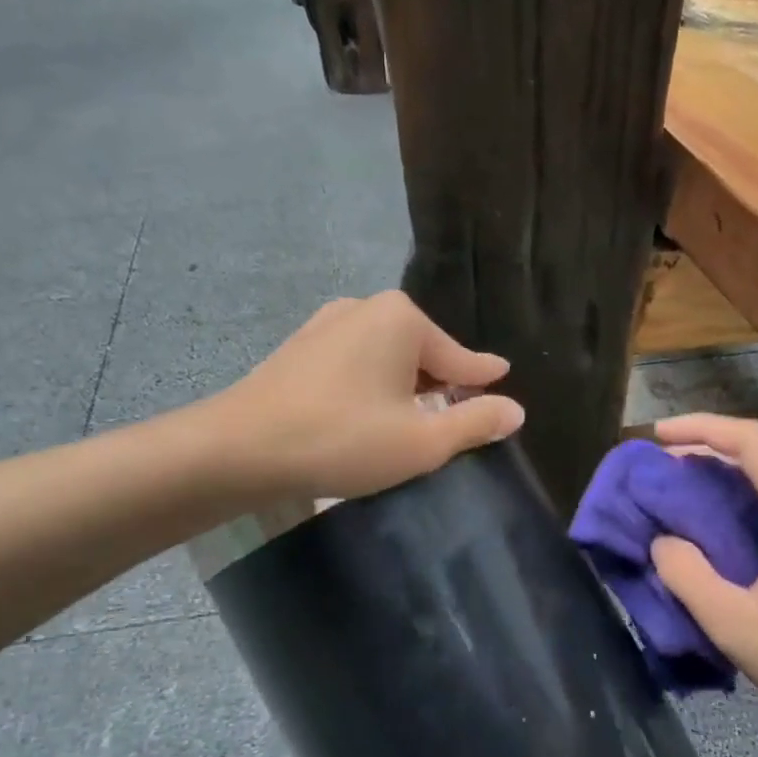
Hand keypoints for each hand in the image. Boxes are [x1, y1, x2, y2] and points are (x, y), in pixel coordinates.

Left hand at [218, 291, 524, 501]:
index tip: (503, 377)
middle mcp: (366, 308)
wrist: (241, 448)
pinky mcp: (301, 347)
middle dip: (440, 384)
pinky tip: (368, 413)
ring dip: (404, 387)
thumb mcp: (421, 441)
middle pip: (422, 352)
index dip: (483, 377)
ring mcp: (327, 324)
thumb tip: (515, 409)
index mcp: (402, 319)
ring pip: (386, 358)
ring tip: (412, 420)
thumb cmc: (343, 439)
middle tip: (455, 419)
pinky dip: (371, 386)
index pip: (460, 357)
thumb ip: (474, 423)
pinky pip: (355, 363)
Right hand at [647, 415, 757, 749]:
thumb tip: (663, 541)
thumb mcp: (739, 627)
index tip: (655, 436)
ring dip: (724, 482)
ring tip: (679, 501)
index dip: (698, 427)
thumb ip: (689, 578)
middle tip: (657, 474)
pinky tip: (722, 535)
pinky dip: (746, 507)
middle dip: (704, 454)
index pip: (750, 440)